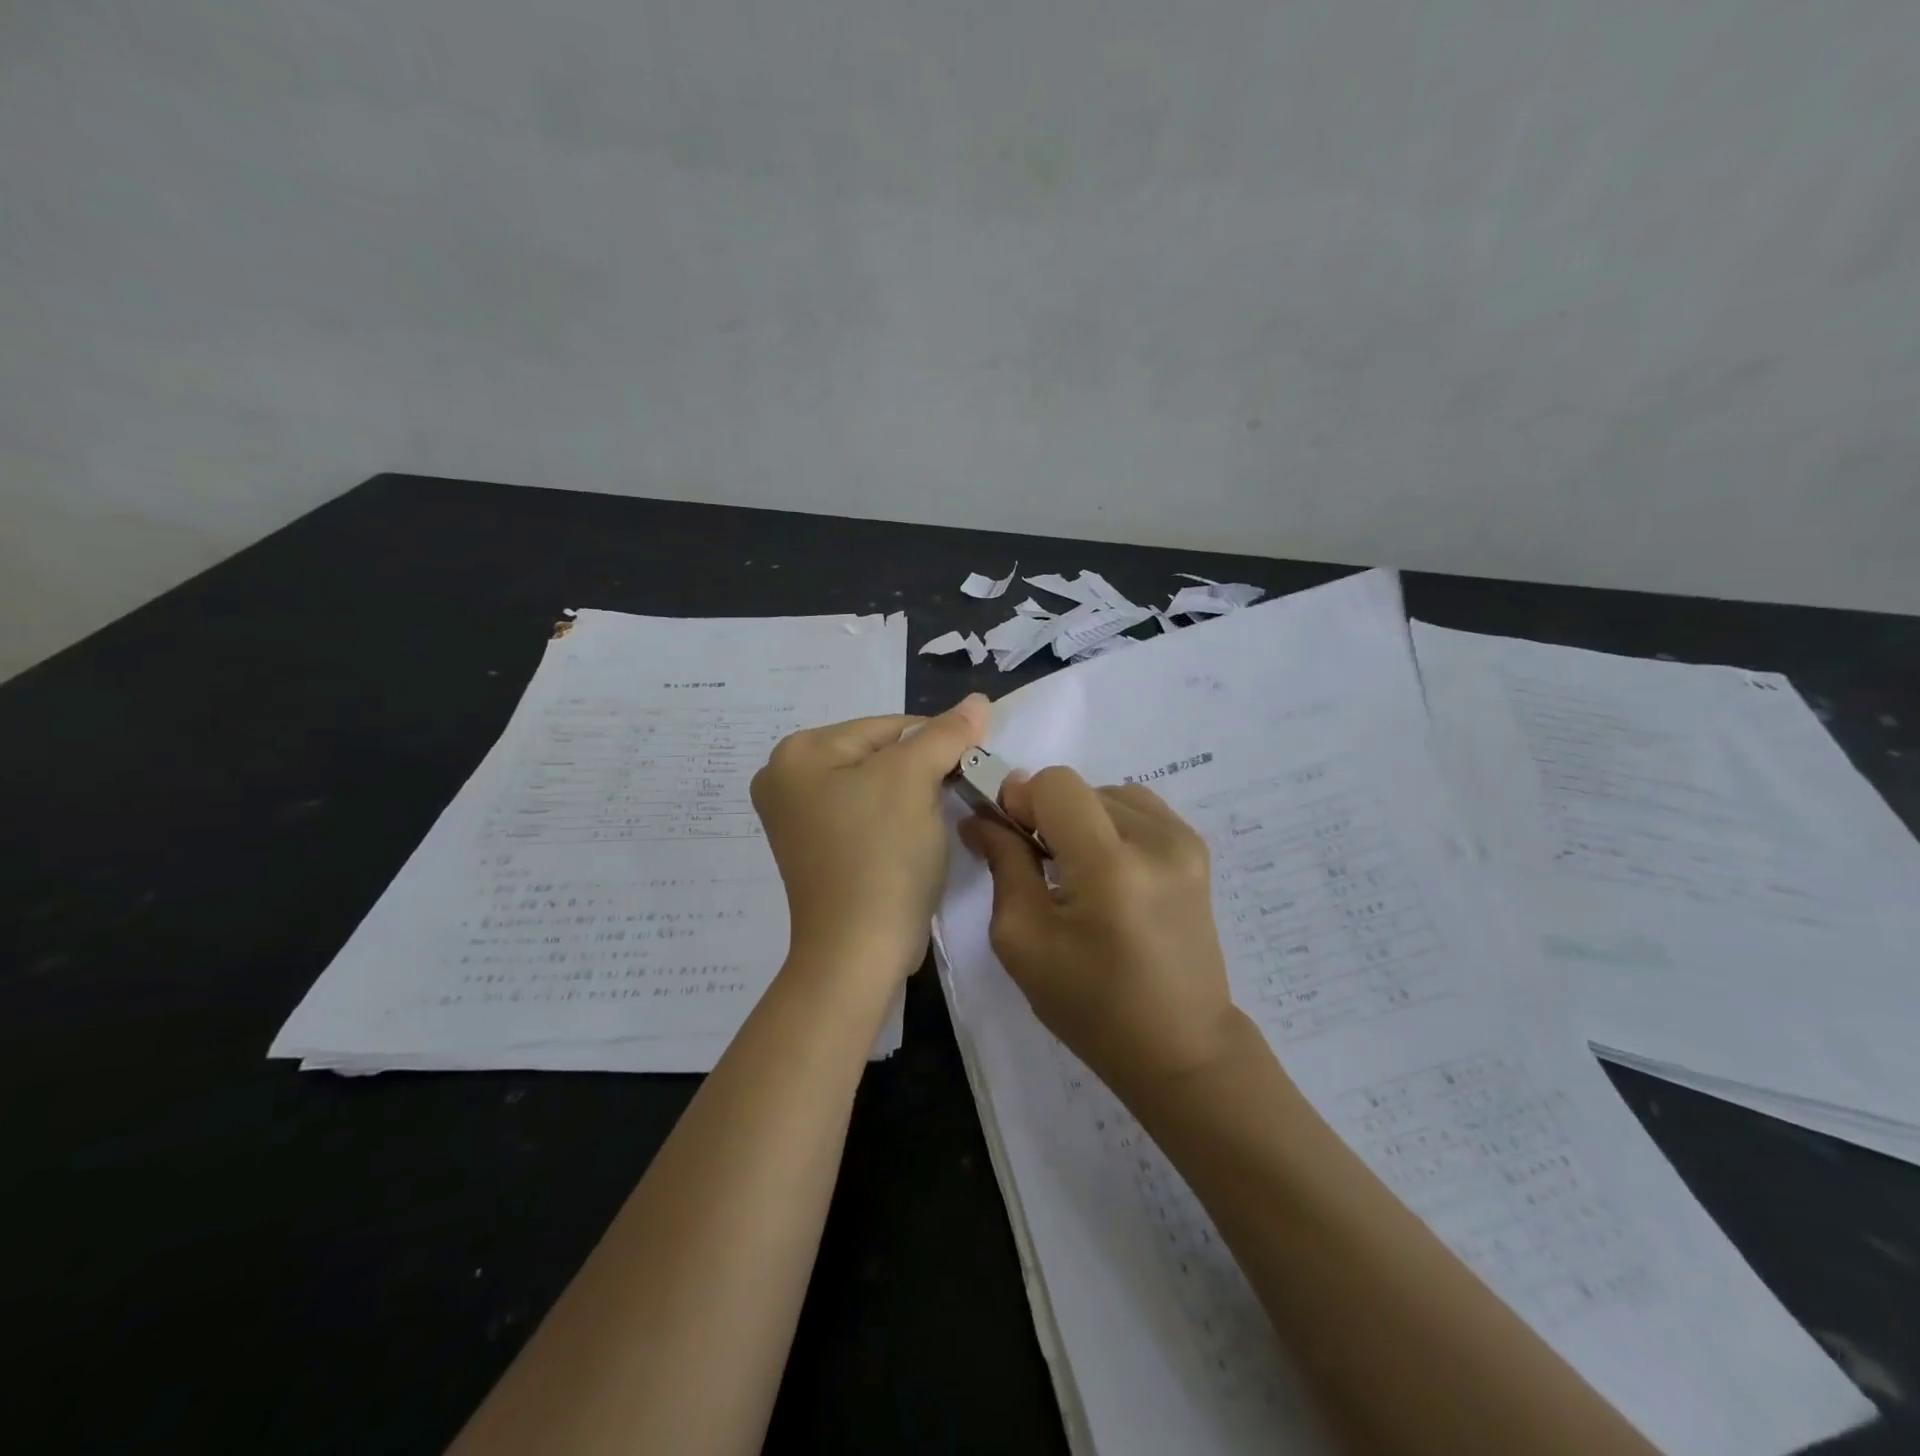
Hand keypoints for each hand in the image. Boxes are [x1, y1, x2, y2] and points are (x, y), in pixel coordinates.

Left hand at [752, 694, 989, 983]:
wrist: (858, 952)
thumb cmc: (881, 854)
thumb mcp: (914, 780)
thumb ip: (946, 734)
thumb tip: (978, 699)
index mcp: (797, 753)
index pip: (886, 726)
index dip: (936, 741)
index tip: (972, 766)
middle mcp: (785, 779)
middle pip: (879, 754)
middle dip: (922, 770)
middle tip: (959, 794)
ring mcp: (798, 818)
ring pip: (876, 786)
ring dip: (914, 795)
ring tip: (938, 819)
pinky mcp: (817, 849)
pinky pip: (866, 815)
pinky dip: (896, 820)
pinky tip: (914, 839)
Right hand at [959, 767, 1245, 1095]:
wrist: (1181, 1046)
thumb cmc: (1091, 1006)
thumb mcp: (1023, 941)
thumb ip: (1003, 864)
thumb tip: (981, 817)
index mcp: (1110, 866)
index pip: (1056, 784)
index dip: (1021, 798)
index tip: (1008, 834)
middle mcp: (1156, 839)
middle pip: (1079, 787)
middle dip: (1046, 813)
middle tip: (1038, 862)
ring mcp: (1184, 841)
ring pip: (1107, 794)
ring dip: (1080, 819)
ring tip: (1077, 870)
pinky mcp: (1197, 850)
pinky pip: (1138, 809)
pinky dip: (1110, 825)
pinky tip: (1108, 870)